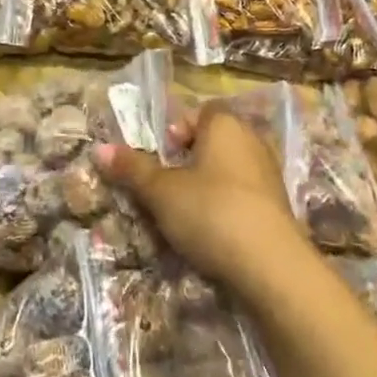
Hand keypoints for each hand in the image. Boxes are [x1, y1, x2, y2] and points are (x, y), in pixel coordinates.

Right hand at [95, 104, 307, 293]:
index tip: (159, 154)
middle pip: (213, 141)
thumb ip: (132, 169)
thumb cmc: (210, 212)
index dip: (177, 129)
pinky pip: (242, 195)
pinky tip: (208, 231)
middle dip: (187, 160)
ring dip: (205, 186)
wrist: (270, 264)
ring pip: (227, 170)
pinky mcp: (277, 206)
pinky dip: (224, 206)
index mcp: (226, 125)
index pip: (201, 112)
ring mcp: (269, 174)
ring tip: (181, 212)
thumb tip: (100, 149)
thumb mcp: (162, 192)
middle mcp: (252, 141)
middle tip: (164, 185)